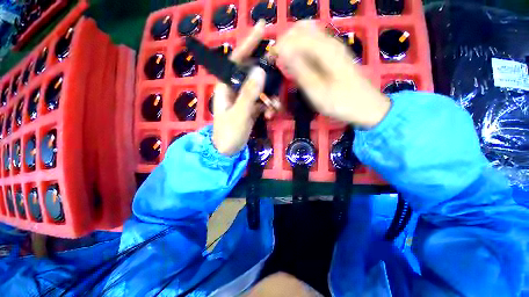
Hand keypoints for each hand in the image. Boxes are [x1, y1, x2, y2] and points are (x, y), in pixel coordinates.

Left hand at [212, 20, 276, 155]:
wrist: (227, 151)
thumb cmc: (228, 134)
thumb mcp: (239, 115)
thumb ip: (249, 95)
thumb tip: (260, 71)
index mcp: (226, 87)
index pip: (236, 60)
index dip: (249, 44)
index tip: (263, 30)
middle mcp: (235, 90)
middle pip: (252, 74)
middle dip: (266, 78)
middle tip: (279, 78)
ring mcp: (243, 100)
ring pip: (260, 90)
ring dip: (269, 97)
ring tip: (273, 108)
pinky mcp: (250, 109)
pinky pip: (262, 102)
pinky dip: (268, 106)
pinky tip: (270, 115)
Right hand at [274, 21, 390, 127]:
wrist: (366, 106)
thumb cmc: (340, 102)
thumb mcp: (316, 91)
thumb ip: (300, 70)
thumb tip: (283, 52)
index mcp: (325, 50)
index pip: (296, 36)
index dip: (280, 46)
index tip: (270, 60)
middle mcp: (330, 41)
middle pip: (302, 28)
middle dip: (286, 41)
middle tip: (278, 60)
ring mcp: (334, 46)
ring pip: (308, 33)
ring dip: (293, 44)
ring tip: (286, 62)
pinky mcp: (335, 53)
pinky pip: (314, 43)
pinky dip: (302, 49)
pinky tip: (299, 63)